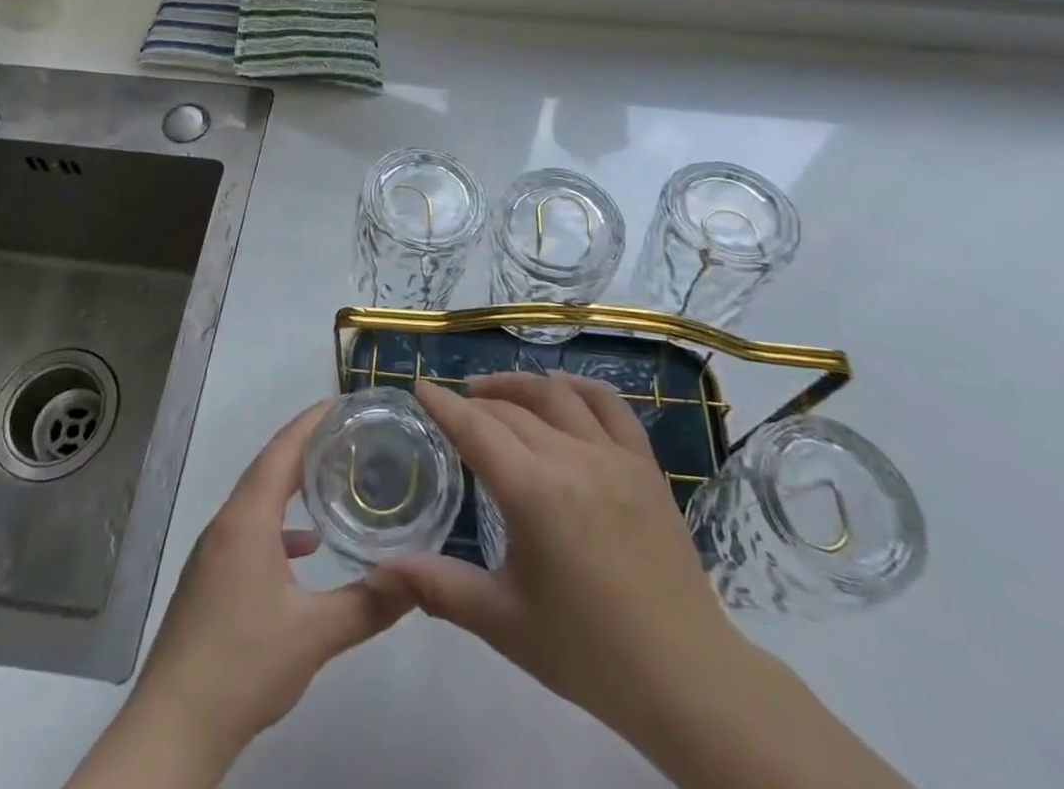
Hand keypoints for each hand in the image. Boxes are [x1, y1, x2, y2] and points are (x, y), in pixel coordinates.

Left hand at [128, 401, 411, 762]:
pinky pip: (249, 530)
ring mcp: (213, 552)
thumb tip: (418, 578)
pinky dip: (279, 526)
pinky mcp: (209, 579)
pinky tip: (305, 550)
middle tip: (350, 435)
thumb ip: (369, 604)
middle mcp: (226, 524)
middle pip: (270, 468)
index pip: (282, 449)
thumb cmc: (243, 666)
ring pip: (258, 500)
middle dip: (308, 447)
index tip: (344, 402)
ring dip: (293, 486)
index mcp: (247, 519)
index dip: (312, 421)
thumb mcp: (315, 635)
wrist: (172, 729)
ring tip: (334, 481)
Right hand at [375, 374, 746, 746]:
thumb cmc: (587, 653)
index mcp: (533, 492)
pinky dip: (579, 388)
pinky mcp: (645, 464)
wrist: (685, 677)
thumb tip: (379, 570)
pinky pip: (611, 405)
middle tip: (453, 405)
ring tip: (495, 391)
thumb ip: (439, 587)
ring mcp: (614, 455)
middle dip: (476, 401)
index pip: (476, 429)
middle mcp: (571, 458)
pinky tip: (563, 391)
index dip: (443, 404)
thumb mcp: (503, 622)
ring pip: (557, 396)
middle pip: (511, 409)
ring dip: (520, 385)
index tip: (420, 386)